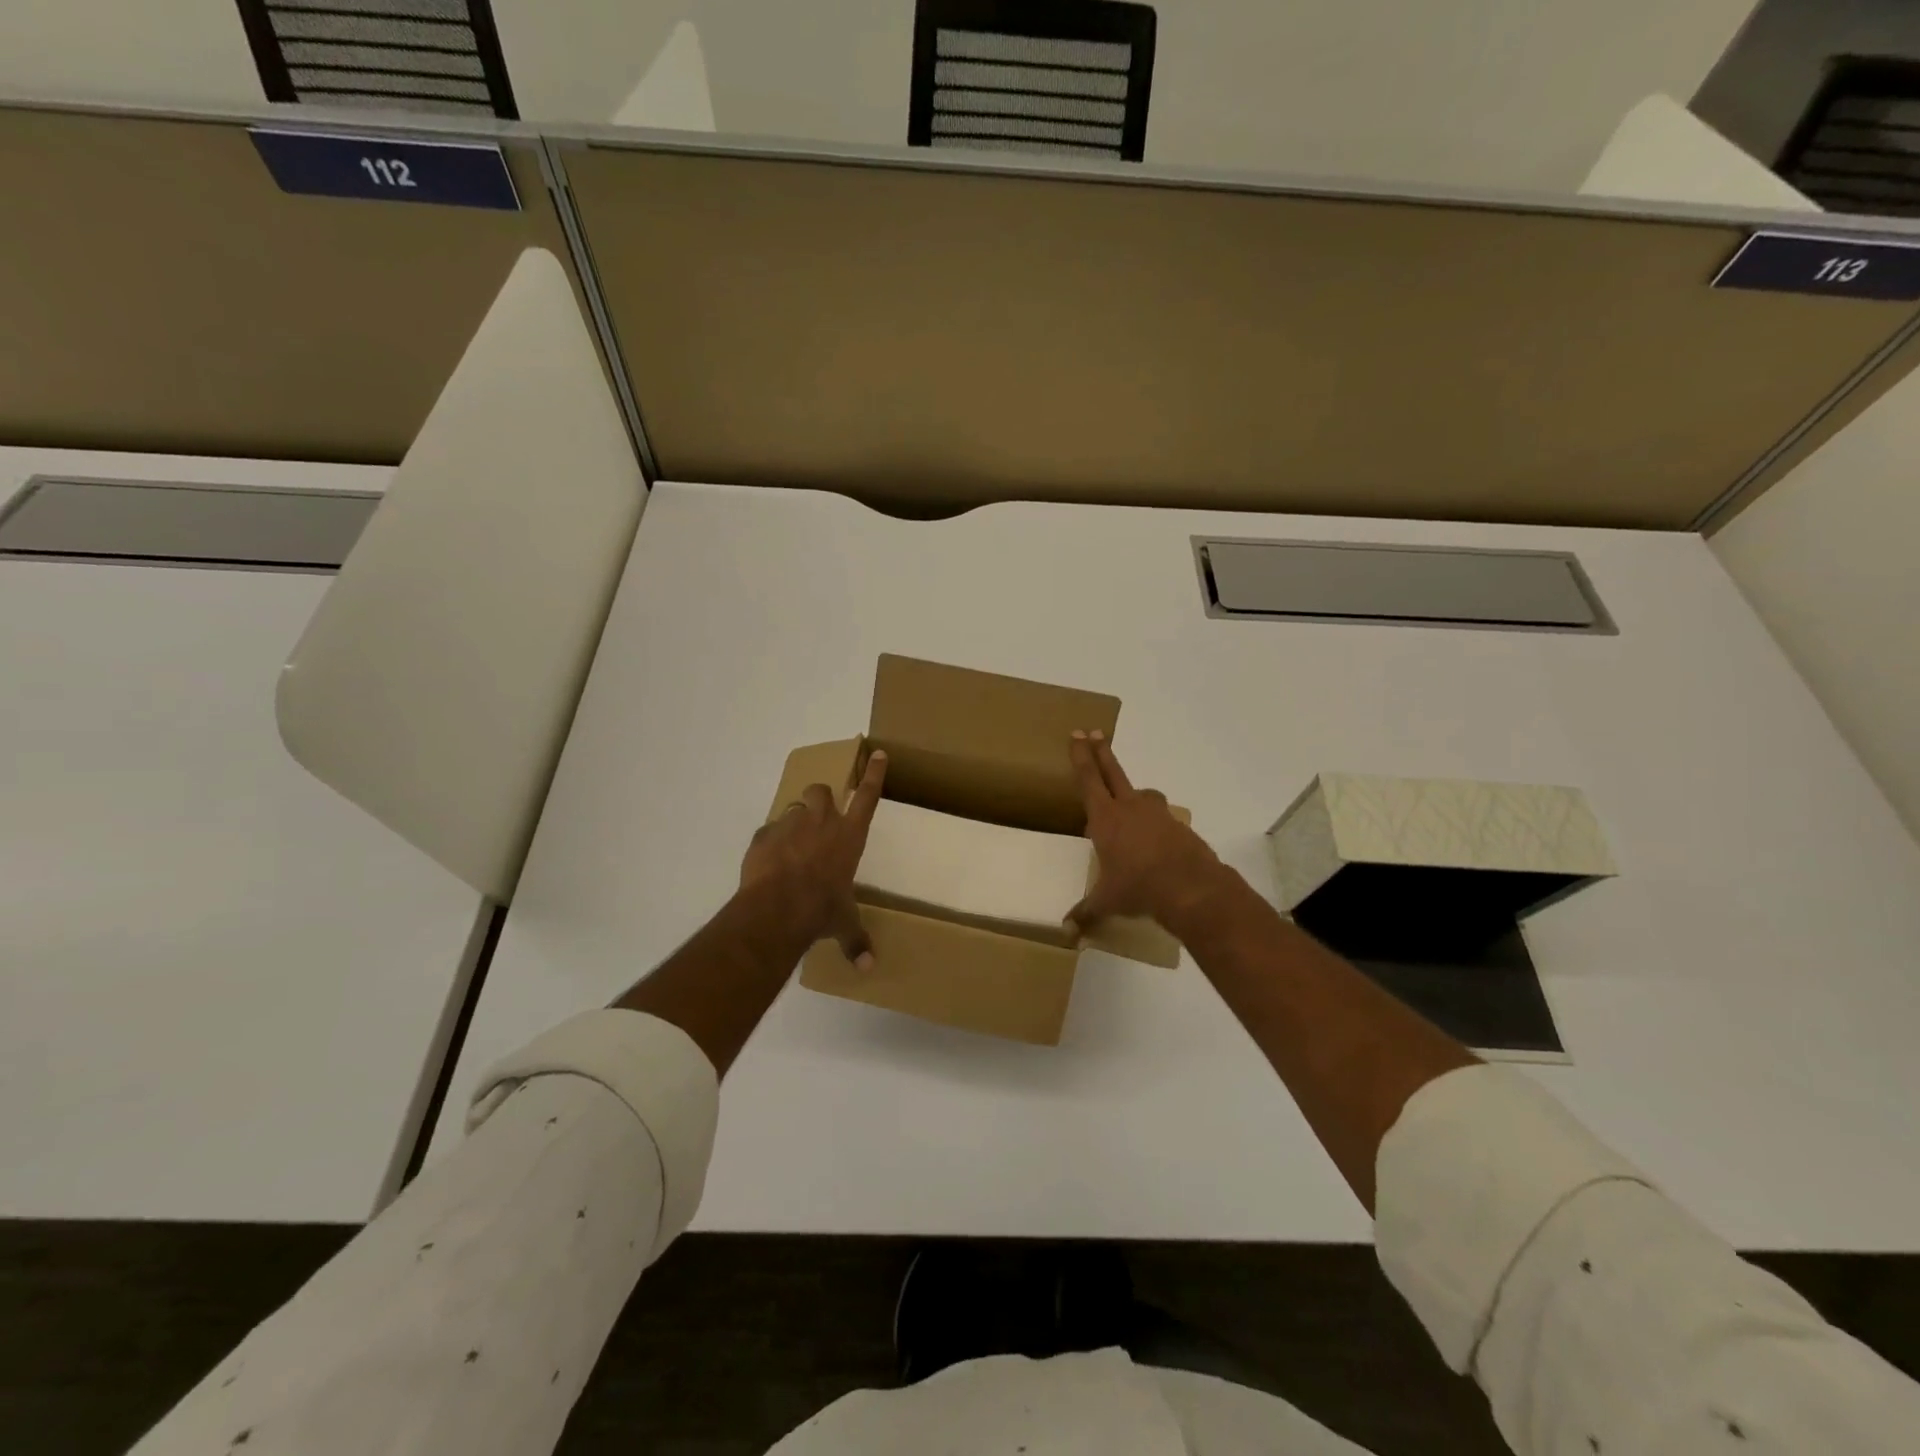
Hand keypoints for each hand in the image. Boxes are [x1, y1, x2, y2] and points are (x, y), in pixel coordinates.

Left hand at [741, 750, 886, 967]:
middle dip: (821, 799)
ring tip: (791, 846)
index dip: (874, 774)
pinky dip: (769, 843)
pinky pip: (768, 831)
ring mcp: (791, 825)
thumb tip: (869, 967)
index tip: (878, 753)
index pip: (867, 796)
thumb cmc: (823, 910)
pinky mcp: (763, 835)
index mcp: (850, 836)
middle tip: (818, 818)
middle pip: (822, 791)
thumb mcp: (843, 924)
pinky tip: (768, 863)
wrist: (778, 908)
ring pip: (794, 807)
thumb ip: (856, 939)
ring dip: (795, 821)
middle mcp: (823, 822)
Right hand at [1067, 731, 1223, 931]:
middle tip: (1093, 732)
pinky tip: (1154, 841)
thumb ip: (1086, 912)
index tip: (1077, 735)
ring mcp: (1157, 815)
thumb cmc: (1138, 888)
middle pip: (1112, 772)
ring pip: (1142, 794)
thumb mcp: (1107, 901)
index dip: (1081, 757)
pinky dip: (1154, 823)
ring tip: (1128, 803)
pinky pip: (1161, 818)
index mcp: (1105, 818)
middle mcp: (1130, 808)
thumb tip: (1066, 931)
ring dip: (1133, 794)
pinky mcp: (1178, 827)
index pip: (1088, 780)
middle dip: (1101, 752)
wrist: (1191, 888)